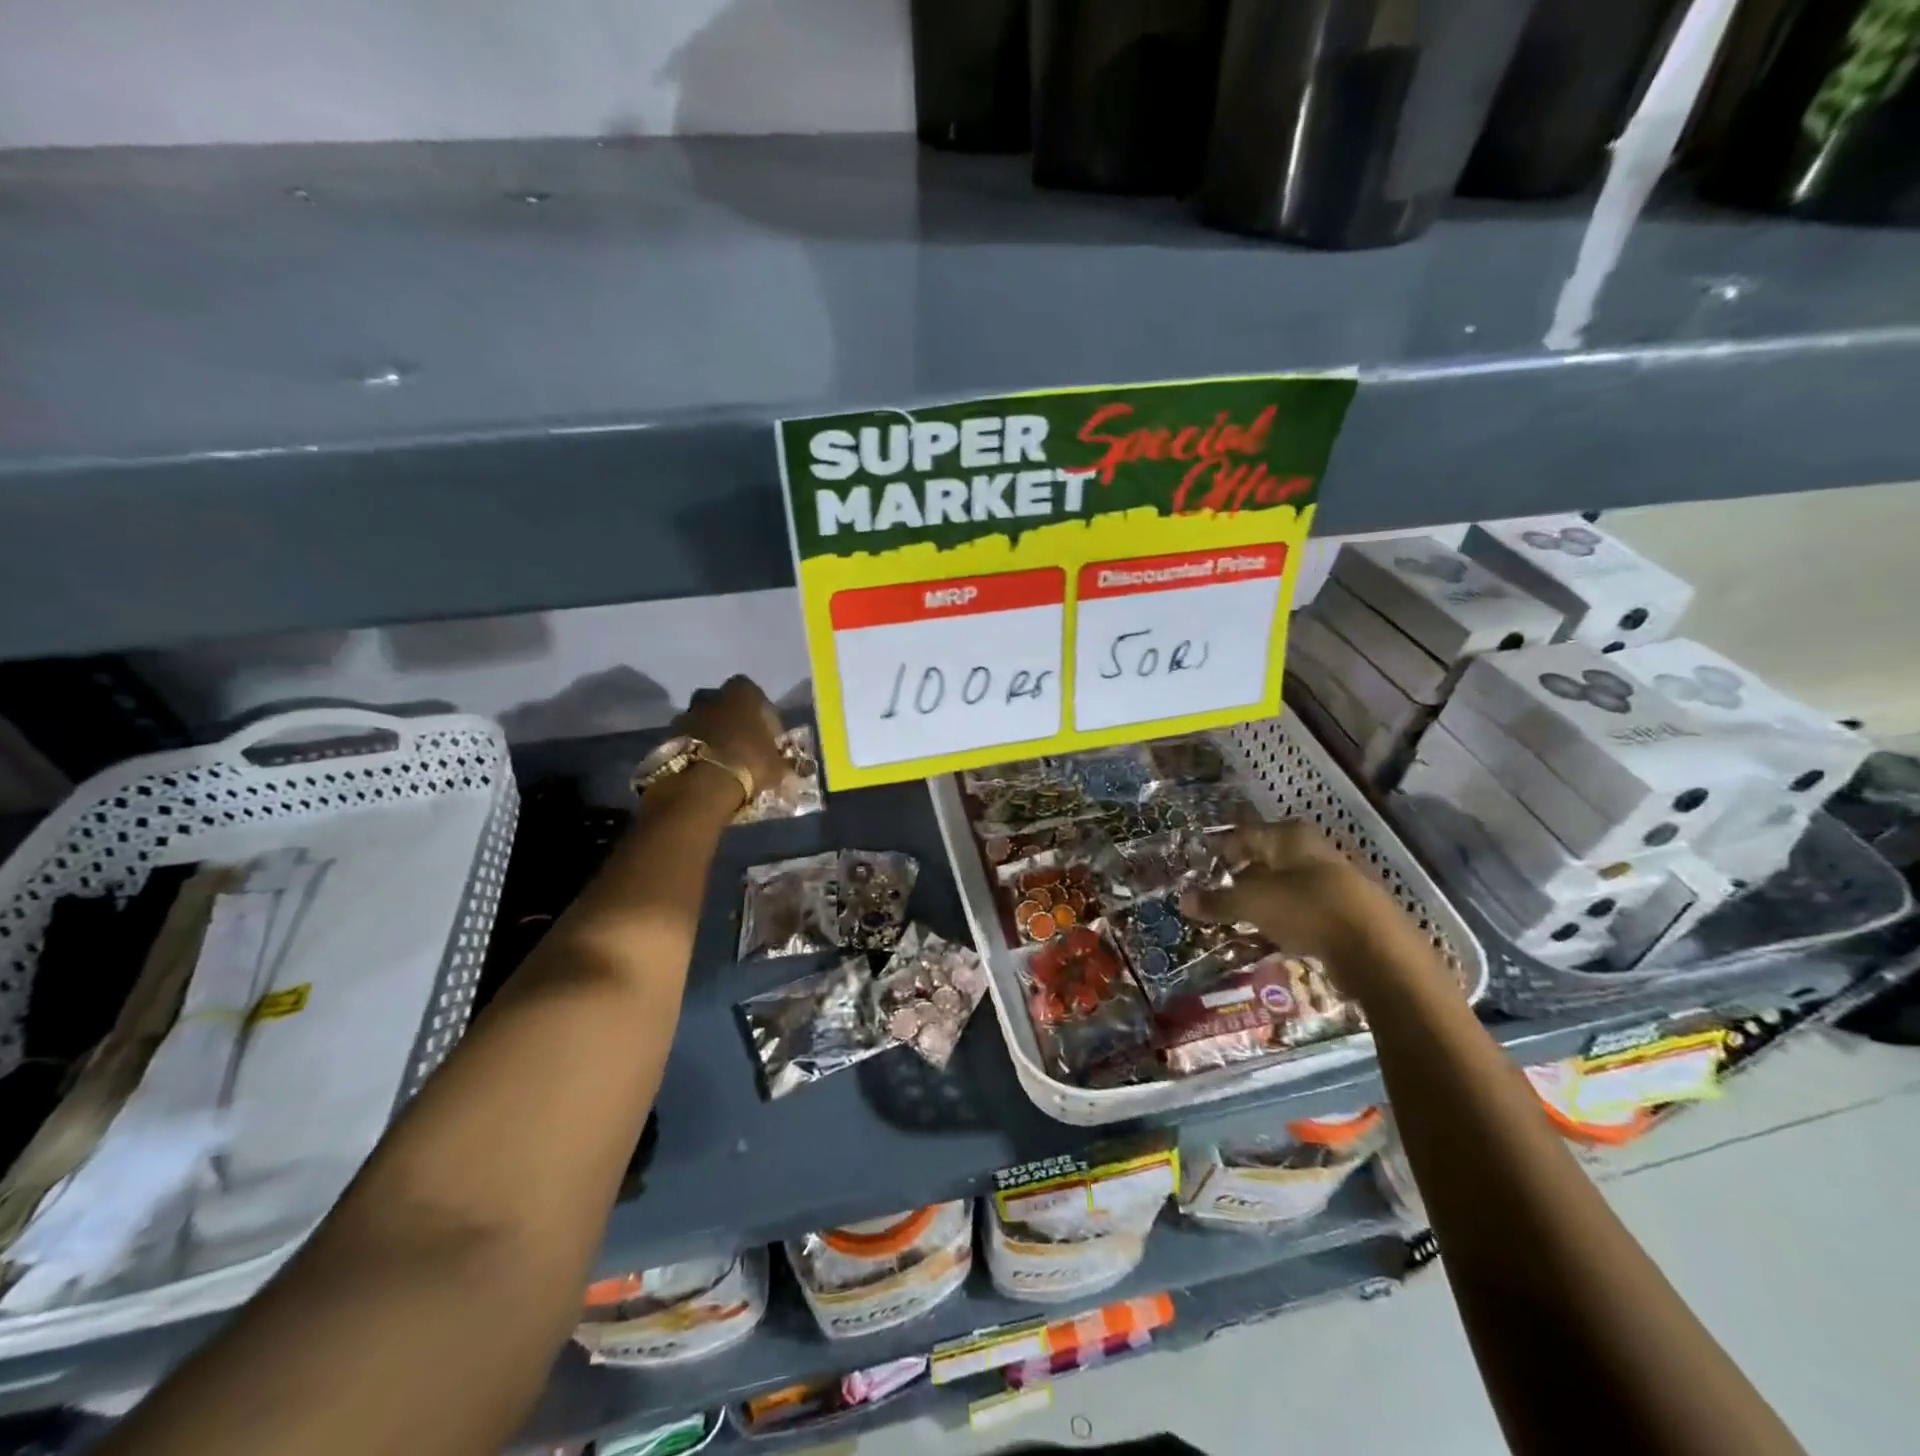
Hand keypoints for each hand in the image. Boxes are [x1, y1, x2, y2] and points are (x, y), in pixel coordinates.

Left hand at [675, 676, 786, 798]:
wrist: (699, 787)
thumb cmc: (748, 764)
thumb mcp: (777, 765)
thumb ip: (779, 759)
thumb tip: (782, 765)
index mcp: (742, 693)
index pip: (754, 694)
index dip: (762, 714)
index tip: (766, 735)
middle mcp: (711, 696)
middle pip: (724, 704)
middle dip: (731, 721)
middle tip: (742, 745)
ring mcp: (685, 716)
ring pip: (702, 722)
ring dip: (711, 737)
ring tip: (721, 762)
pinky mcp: (666, 738)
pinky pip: (686, 741)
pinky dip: (694, 752)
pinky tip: (704, 771)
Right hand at [1180, 820, 1424, 993]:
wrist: (1374, 947)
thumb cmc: (1304, 908)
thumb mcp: (1251, 903)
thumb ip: (1217, 901)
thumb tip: (1182, 900)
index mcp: (1288, 836)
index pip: (1243, 835)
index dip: (1220, 852)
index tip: (1200, 872)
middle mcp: (1312, 850)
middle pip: (1266, 860)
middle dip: (1241, 879)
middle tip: (1216, 898)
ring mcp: (1333, 879)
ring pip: (1286, 886)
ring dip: (1264, 902)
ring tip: (1240, 921)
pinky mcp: (1346, 910)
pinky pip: (1305, 910)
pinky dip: (1286, 920)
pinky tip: (1273, 937)